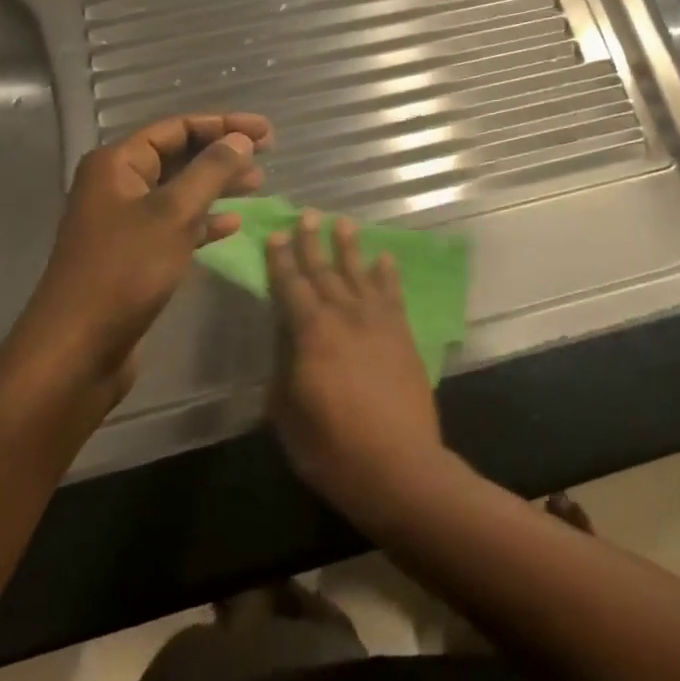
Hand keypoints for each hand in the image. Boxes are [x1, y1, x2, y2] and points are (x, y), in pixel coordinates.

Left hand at [9, 113, 271, 408]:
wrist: (78, 349)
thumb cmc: (125, 271)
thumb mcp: (174, 214)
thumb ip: (210, 172)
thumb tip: (240, 139)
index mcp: (117, 165)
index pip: (176, 128)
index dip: (223, 125)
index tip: (266, 131)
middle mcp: (118, 186)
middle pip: (178, 156)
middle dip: (222, 153)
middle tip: (266, 154)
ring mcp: (125, 222)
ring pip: (180, 191)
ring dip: (218, 185)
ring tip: (258, 184)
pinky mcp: (134, 255)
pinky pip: (175, 225)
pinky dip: (204, 221)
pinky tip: (233, 224)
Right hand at [266, 212, 446, 520]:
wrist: (398, 465)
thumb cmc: (332, 447)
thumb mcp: (288, 413)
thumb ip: (284, 369)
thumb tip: (285, 341)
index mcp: (310, 333)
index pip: (290, 287)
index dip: (281, 260)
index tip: (277, 235)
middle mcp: (344, 316)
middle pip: (324, 271)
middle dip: (312, 243)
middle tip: (308, 215)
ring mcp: (378, 322)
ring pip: (359, 274)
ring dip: (349, 248)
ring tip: (343, 224)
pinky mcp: (403, 334)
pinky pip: (393, 294)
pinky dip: (387, 274)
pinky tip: (384, 258)